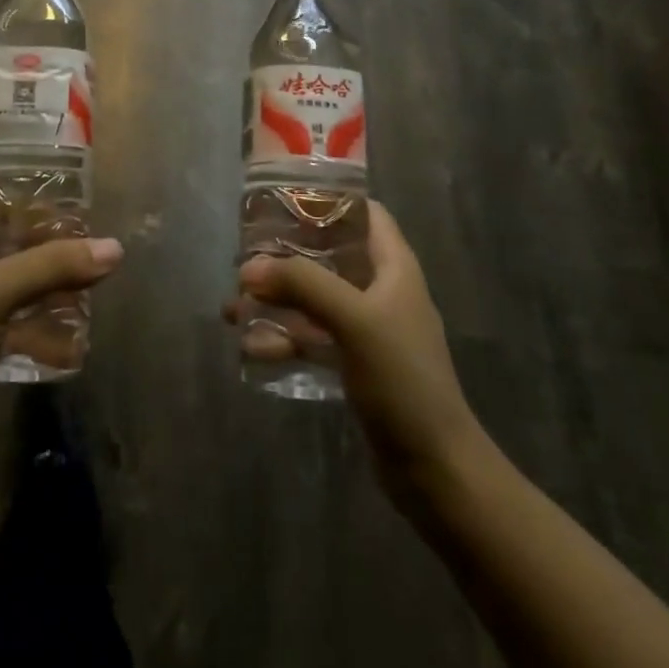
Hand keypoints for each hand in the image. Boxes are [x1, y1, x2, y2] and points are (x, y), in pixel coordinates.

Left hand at [0, 196, 123, 459]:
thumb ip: (52, 266)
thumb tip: (114, 247)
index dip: (19, 196)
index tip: (62, 205)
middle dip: (41, 246)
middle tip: (83, 248)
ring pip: (5, 282)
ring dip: (42, 287)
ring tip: (84, 292)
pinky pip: (4, 320)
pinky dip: (33, 325)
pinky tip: (67, 343)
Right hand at [225, 201, 485, 504]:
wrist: (435, 468)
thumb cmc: (403, 379)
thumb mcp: (354, 320)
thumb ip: (303, 284)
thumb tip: (249, 267)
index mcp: (394, 267)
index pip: (365, 213)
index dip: (328, 200)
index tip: (283, 199)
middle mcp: (381, 290)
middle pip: (330, 255)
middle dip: (286, 255)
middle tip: (245, 256)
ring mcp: (368, 329)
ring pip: (314, 299)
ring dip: (277, 300)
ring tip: (233, 308)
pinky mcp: (355, 363)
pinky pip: (312, 337)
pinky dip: (284, 338)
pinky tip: (251, 348)